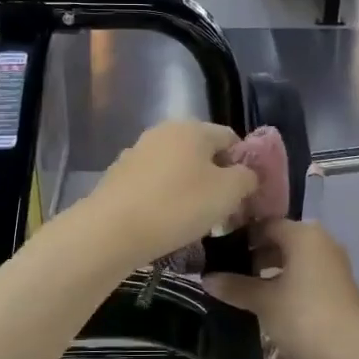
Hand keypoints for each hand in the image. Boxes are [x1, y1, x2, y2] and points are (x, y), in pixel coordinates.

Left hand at [78, 119, 257, 266]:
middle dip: (217, 180)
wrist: (112, 230)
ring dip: (191, 190)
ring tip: (195, 222)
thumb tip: (247, 174)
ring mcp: (137, 153)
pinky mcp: (119, 176)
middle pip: (202, 153)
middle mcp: (163, 132)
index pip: (231, 138)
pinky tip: (166, 223)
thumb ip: (247, 177)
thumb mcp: (228, 192)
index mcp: (192, 128)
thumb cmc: (178, 206)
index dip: (245, 165)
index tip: (246, 195)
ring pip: (177, 169)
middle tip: (224, 212)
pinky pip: (154, 184)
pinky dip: (165, 199)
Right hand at [203, 219, 358, 358]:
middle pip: (281, 240)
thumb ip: (234, 286)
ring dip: (270, 271)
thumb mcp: (263, 302)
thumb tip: (206, 278)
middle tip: (227, 272)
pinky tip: (269, 302)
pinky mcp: (340, 287)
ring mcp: (335, 265)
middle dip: (254, 255)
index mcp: (304, 235)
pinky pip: (307, 275)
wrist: (351, 355)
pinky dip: (287, 282)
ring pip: (294, 259)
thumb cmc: (303, 318)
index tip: (218, 252)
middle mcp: (322, 242)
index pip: (265, 224)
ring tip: (244, 289)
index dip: (240, 237)